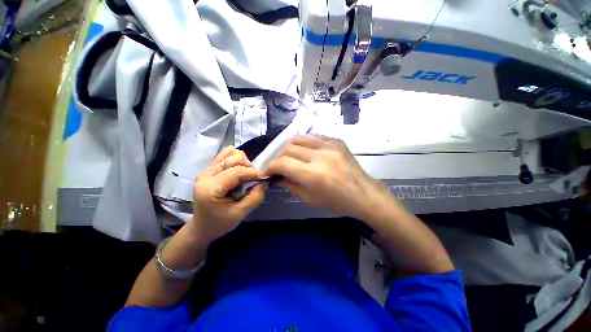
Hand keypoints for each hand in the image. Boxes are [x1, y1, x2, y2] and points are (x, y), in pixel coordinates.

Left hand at [191, 146, 265, 241]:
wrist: (202, 227)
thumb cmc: (220, 223)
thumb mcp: (240, 214)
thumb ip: (255, 196)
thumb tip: (265, 181)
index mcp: (211, 188)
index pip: (237, 171)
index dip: (253, 173)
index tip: (263, 179)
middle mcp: (206, 174)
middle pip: (234, 158)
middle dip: (248, 167)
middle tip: (252, 180)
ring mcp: (206, 169)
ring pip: (231, 153)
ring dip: (243, 162)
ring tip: (245, 175)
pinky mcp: (208, 168)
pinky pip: (225, 155)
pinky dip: (236, 159)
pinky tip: (238, 170)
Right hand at [265, 135, 392, 220]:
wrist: (363, 193)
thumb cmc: (337, 202)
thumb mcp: (310, 198)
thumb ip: (290, 184)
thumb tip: (277, 176)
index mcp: (314, 174)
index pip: (282, 163)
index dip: (270, 166)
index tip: (267, 171)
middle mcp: (320, 155)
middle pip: (288, 148)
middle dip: (278, 157)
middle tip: (278, 165)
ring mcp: (330, 145)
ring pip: (298, 138)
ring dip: (288, 147)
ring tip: (288, 156)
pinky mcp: (336, 140)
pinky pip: (312, 137)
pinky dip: (303, 144)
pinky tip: (304, 152)